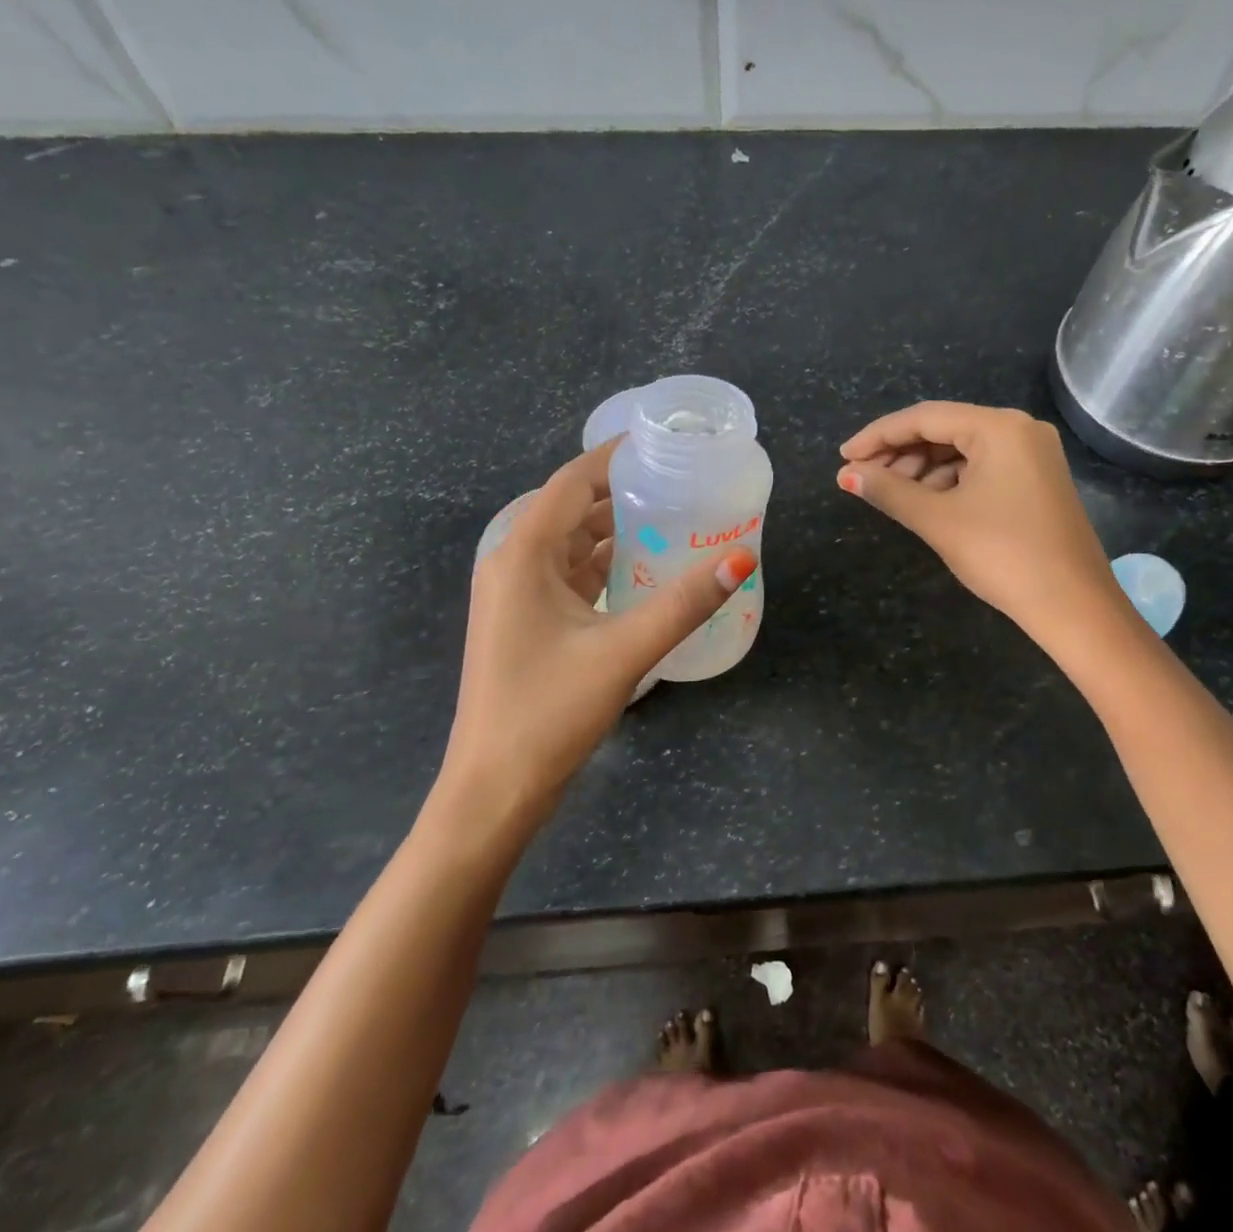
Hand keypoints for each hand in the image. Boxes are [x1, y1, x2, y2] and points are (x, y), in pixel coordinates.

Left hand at [447, 438, 755, 812]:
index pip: (572, 482)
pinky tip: (645, 570)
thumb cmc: (548, 712)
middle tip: (680, 482)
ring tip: (672, 518)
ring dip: (615, 529)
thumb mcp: (623, 651)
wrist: (492, 789)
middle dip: (622, 492)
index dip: (614, 456)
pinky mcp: (526, 622)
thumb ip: (684, 603)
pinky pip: (569, 574)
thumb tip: (740, 558)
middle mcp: (512, 563)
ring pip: (571, 543)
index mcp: (522, 553)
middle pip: (571, 508)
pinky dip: (605, 564)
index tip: (663, 443)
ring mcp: (516, 595)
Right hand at [837, 402, 1115, 640]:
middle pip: (944, 430)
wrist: (1073, 606)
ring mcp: (1032, 455)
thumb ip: (889, 490)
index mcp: (999, 427)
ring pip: (962, 450)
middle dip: (899, 453)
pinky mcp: (1036, 481)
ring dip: (922, 469)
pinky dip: (949, 481)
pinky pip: (981, 468)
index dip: (877, 436)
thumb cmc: (1003, 554)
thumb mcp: (938, 520)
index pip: (924, 418)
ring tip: (889, 494)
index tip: (843, 457)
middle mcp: (1019, 430)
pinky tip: (926, 502)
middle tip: (862, 478)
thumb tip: (847, 475)